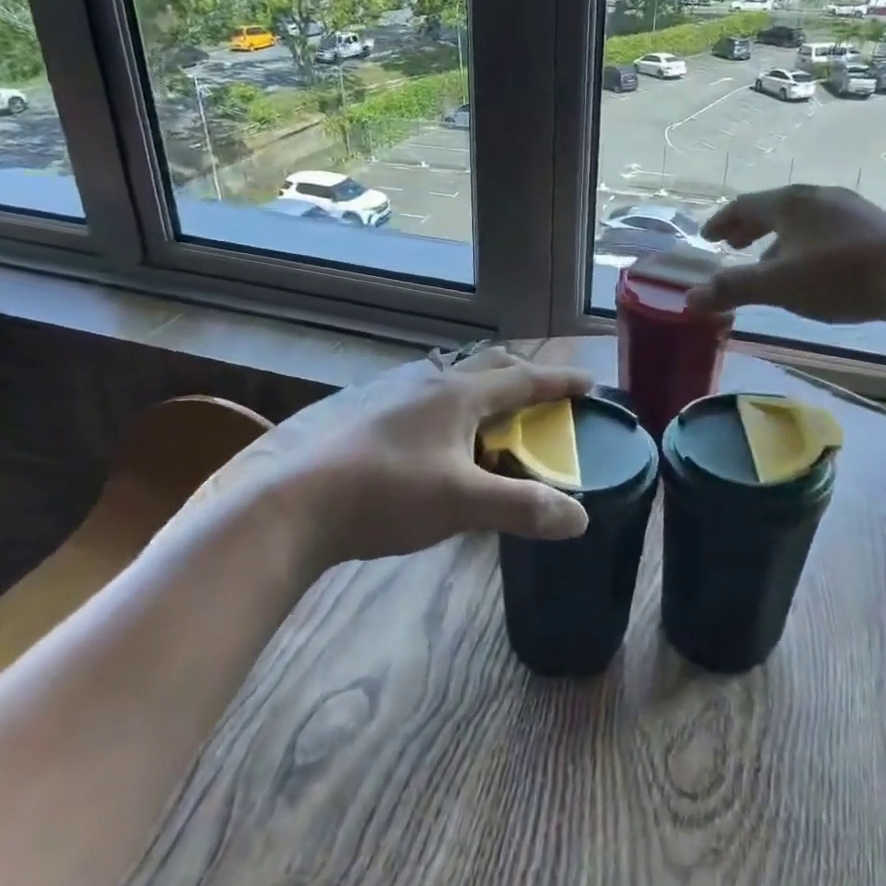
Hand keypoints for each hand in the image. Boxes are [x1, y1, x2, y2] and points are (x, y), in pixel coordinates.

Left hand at [207, 348, 593, 570]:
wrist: (296, 502)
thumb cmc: (386, 494)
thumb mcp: (462, 504)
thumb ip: (523, 508)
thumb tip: (580, 518)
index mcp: (457, 394)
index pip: (522, 379)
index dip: (558, 381)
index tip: (589, 382)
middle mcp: (428, 382)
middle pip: (487, 367)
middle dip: (521, 377)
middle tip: (543, 397)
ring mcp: (392, 394)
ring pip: (451, 380)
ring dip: (482, 391)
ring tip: (492, 417)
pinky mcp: (367, 413)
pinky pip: (424, 398)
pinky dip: (449, 408)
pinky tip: (436, 438)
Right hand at [688, 185, 885, 322]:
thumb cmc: (838, 276)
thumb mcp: (778, 285)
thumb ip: (733, 289)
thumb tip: (689, 299)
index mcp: (790, 203)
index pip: (745, 205)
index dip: (722, 221)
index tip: (707, 236)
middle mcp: (818, 197)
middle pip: (774, 208)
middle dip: (748, 227)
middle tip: (732, 245)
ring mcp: (850, 209)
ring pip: (802, 220)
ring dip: (778, 238)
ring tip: (769, 261)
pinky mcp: (874, 226)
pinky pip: (825, 229)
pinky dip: (805, 244)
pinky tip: (812, 268)